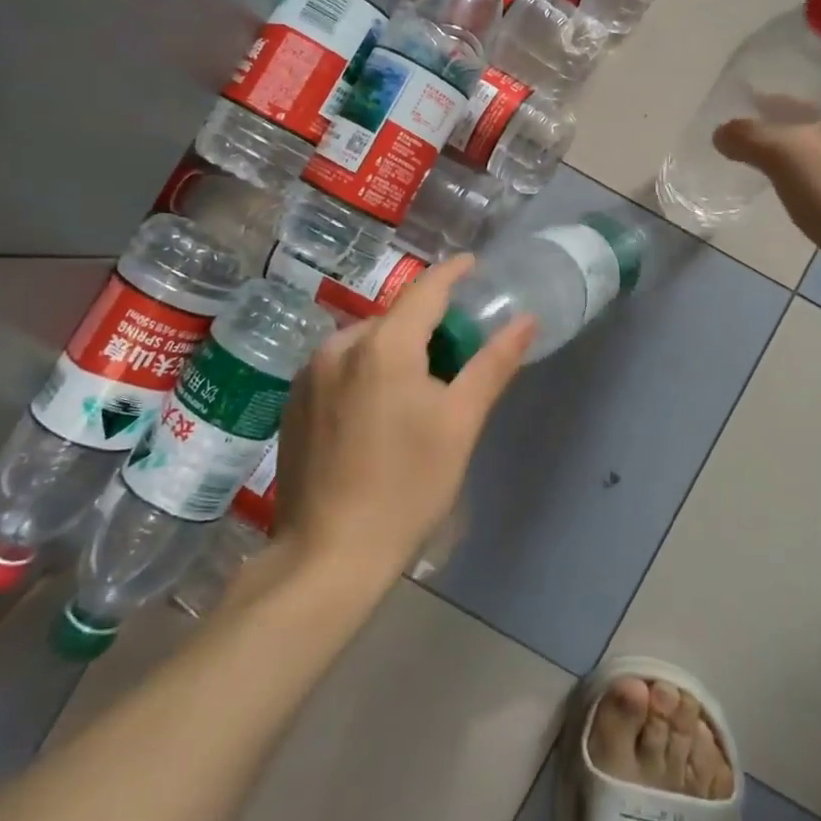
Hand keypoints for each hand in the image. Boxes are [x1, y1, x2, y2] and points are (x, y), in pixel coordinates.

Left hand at [270, 256, 534, 581]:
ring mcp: (309, 374)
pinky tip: (380, 411)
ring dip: (397, 349)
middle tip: (460, 349)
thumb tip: (526, 320)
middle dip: (430, 324)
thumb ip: (493, 363)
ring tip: (421, 386)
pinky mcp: (294, 401)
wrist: (329, 555)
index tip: (474, 265)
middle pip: (396, 318)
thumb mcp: (460, 423)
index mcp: (383, 346)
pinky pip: (342, 366)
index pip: (426, 290)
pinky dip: (368, 370)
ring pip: (367, 343)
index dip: (453, 273)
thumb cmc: (407, 486)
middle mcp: (339, 346)